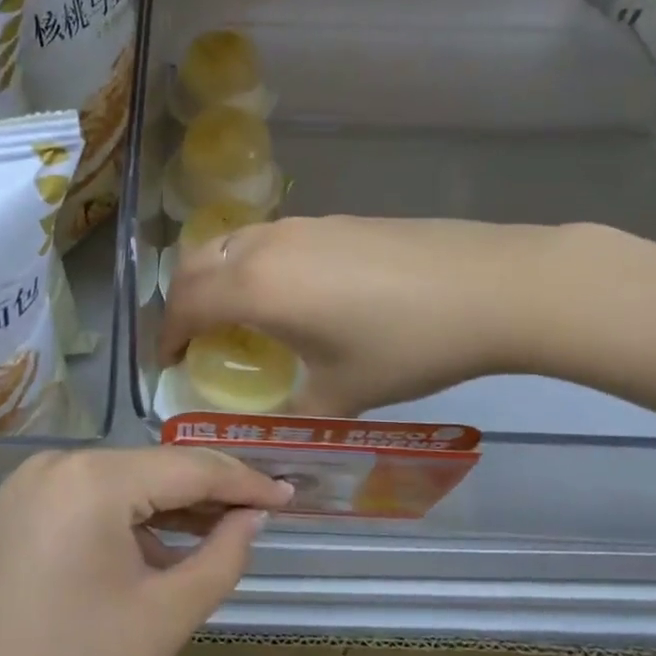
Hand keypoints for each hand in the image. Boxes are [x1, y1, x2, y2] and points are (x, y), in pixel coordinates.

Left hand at [0, 448, 291, 655]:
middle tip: (261, 512)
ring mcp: (30, 481)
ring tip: (220, 528)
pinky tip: (157, 544)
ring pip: (120, 482)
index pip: (187, 467)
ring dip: (167, 506)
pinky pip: (87, 497)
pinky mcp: (16, 506)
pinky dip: (126, 516)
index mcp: (93, 479)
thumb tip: (252, 518)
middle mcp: (58, 462)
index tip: (288, 494)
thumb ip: (222, 557)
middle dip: (207, 492)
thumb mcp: (165, 616)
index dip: (243, 480)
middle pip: (152, 469)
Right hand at [160, 215, 569, 416]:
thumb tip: (273, 435)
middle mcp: (265, 246)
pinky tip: (290, 294)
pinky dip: (253, 264)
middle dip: (182, 300)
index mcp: (255, 287)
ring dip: (217, 276)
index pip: (185, 305)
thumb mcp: (344, 393)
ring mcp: (300, 226)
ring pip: (232, 244)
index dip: (167, 335)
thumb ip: (295, 415)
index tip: (168, 362)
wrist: (488, 286)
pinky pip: (268, 239)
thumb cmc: (406, 344)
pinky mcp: (332, 220)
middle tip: (194, 337)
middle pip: (196, 263)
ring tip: (236, 314)